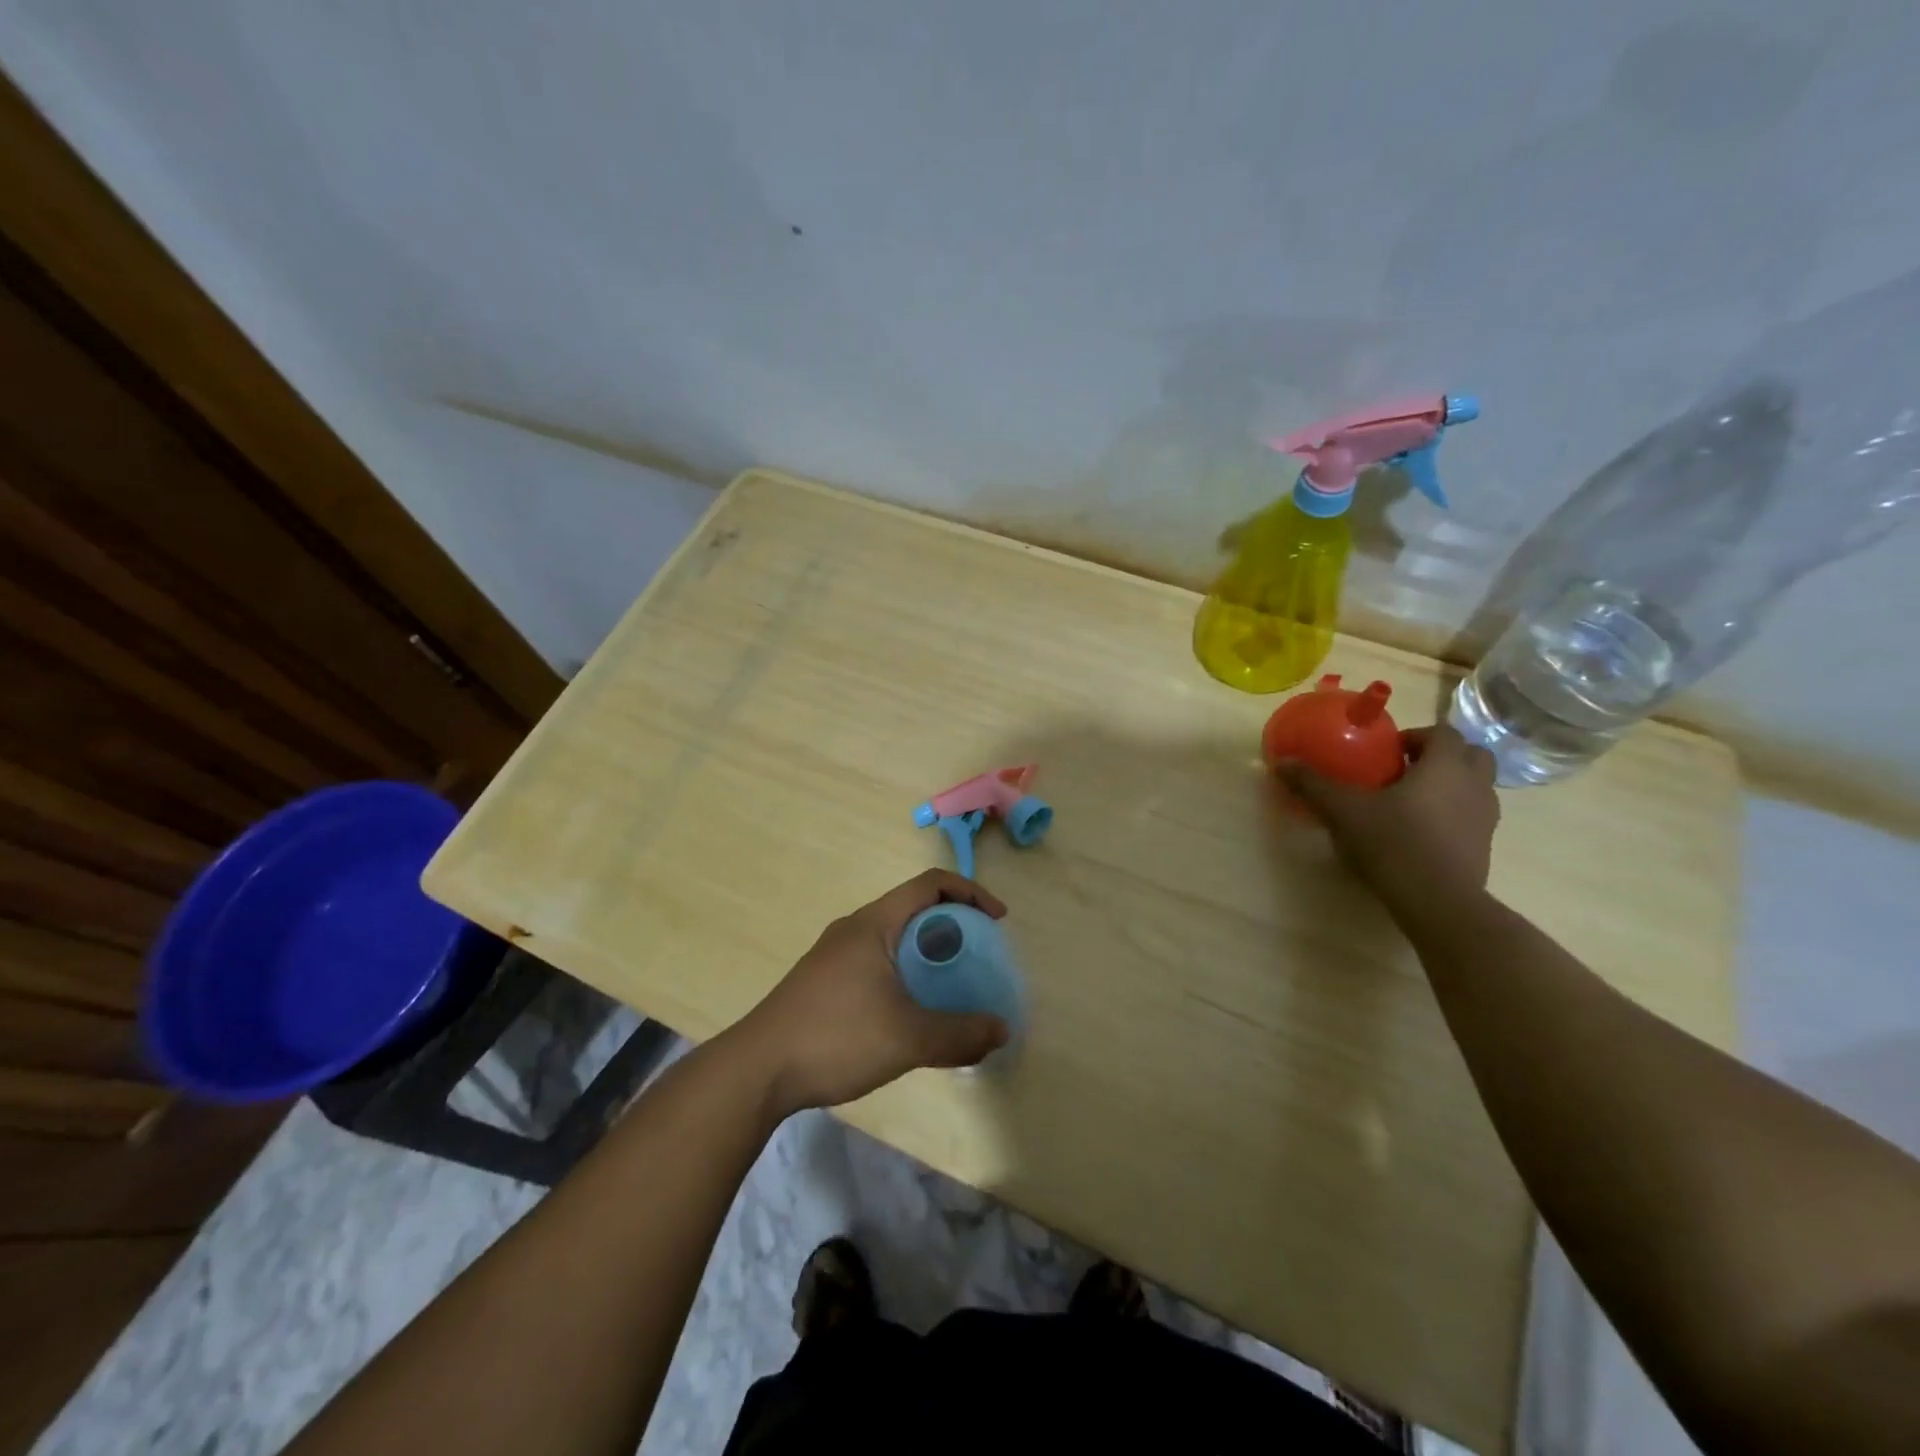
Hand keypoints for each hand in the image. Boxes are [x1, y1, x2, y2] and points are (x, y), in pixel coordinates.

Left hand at [734, 870, 1011, 1116]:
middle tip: (978, 958)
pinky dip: (906, 972)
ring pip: (895, 938)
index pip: (930, 884)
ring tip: (951, 987)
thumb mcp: (907, 1039)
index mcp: (874, 924)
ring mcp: (835, 955)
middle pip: (913, 909)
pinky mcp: (824, 980)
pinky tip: (911, 1012)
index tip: (997, 921)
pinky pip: (878, 961)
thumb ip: (959, 1034)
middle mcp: (854, 929)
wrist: (756, 1070)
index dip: (969, 892)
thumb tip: (1001, 1031)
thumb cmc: (835, 1038)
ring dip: (927, 952)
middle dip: (952, 926)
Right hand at [1274, 722, 1499, 907]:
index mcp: (1445, 766)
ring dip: (1450, 785)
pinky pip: (1472, 817)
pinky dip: (1453, 815)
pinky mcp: (1484, 848)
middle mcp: (1474, 785)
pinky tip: (1420, 833)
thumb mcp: (1343, 811)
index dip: (1416, 736)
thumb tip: (1282, 762)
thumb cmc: (1392, 843)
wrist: (1437, 902)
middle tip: (1405, 770)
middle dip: (1442, 756)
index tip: (1388, 751)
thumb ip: (1313, 784)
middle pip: (1471, 755)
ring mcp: (1485, 818)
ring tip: (1412, 802)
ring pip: (1476, 787)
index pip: (1442, 733)